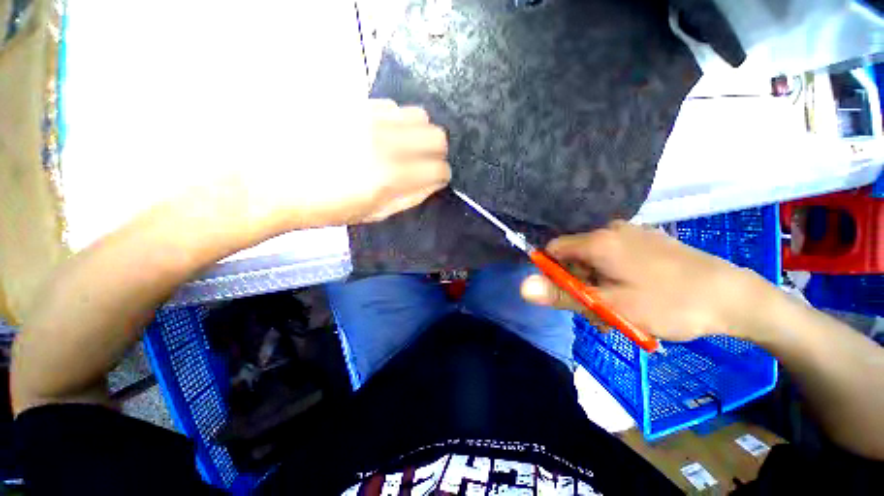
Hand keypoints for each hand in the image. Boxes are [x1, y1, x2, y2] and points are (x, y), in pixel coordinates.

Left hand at [218, 99, 450, 235]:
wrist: (272, 180)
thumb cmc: (327, 207)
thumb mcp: (375, 214)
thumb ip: (410, 198)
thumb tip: (434, 183)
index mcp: (391, 177)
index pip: (439, 169)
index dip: (442, 176)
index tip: (436, 179)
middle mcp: (385, 142)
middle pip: (437, 136)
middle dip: (437, 152)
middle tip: (424, 163)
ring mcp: (368, 117)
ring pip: (419, 115)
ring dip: (419, 134)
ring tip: (403, 147)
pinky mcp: (352, 103)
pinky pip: (392, 106)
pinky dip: (396, 122)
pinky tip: (380, 134)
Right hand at [520, 221, 769, 340]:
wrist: (734, 297)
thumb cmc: (669, 303)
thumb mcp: (610, 305)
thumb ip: (562, 295)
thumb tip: (522, 286)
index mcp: (598, 241)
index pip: (553, 249)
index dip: (553, 272)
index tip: (570, 296)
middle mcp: (610, 231)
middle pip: (574, 256)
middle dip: (579, 284)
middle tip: (600, 312)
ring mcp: (631, 235)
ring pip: (595, 261)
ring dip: (598, 286)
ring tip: (620, 312)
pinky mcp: (646, 243)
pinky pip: (614, 259)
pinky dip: (614, 279)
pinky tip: (633, 298)